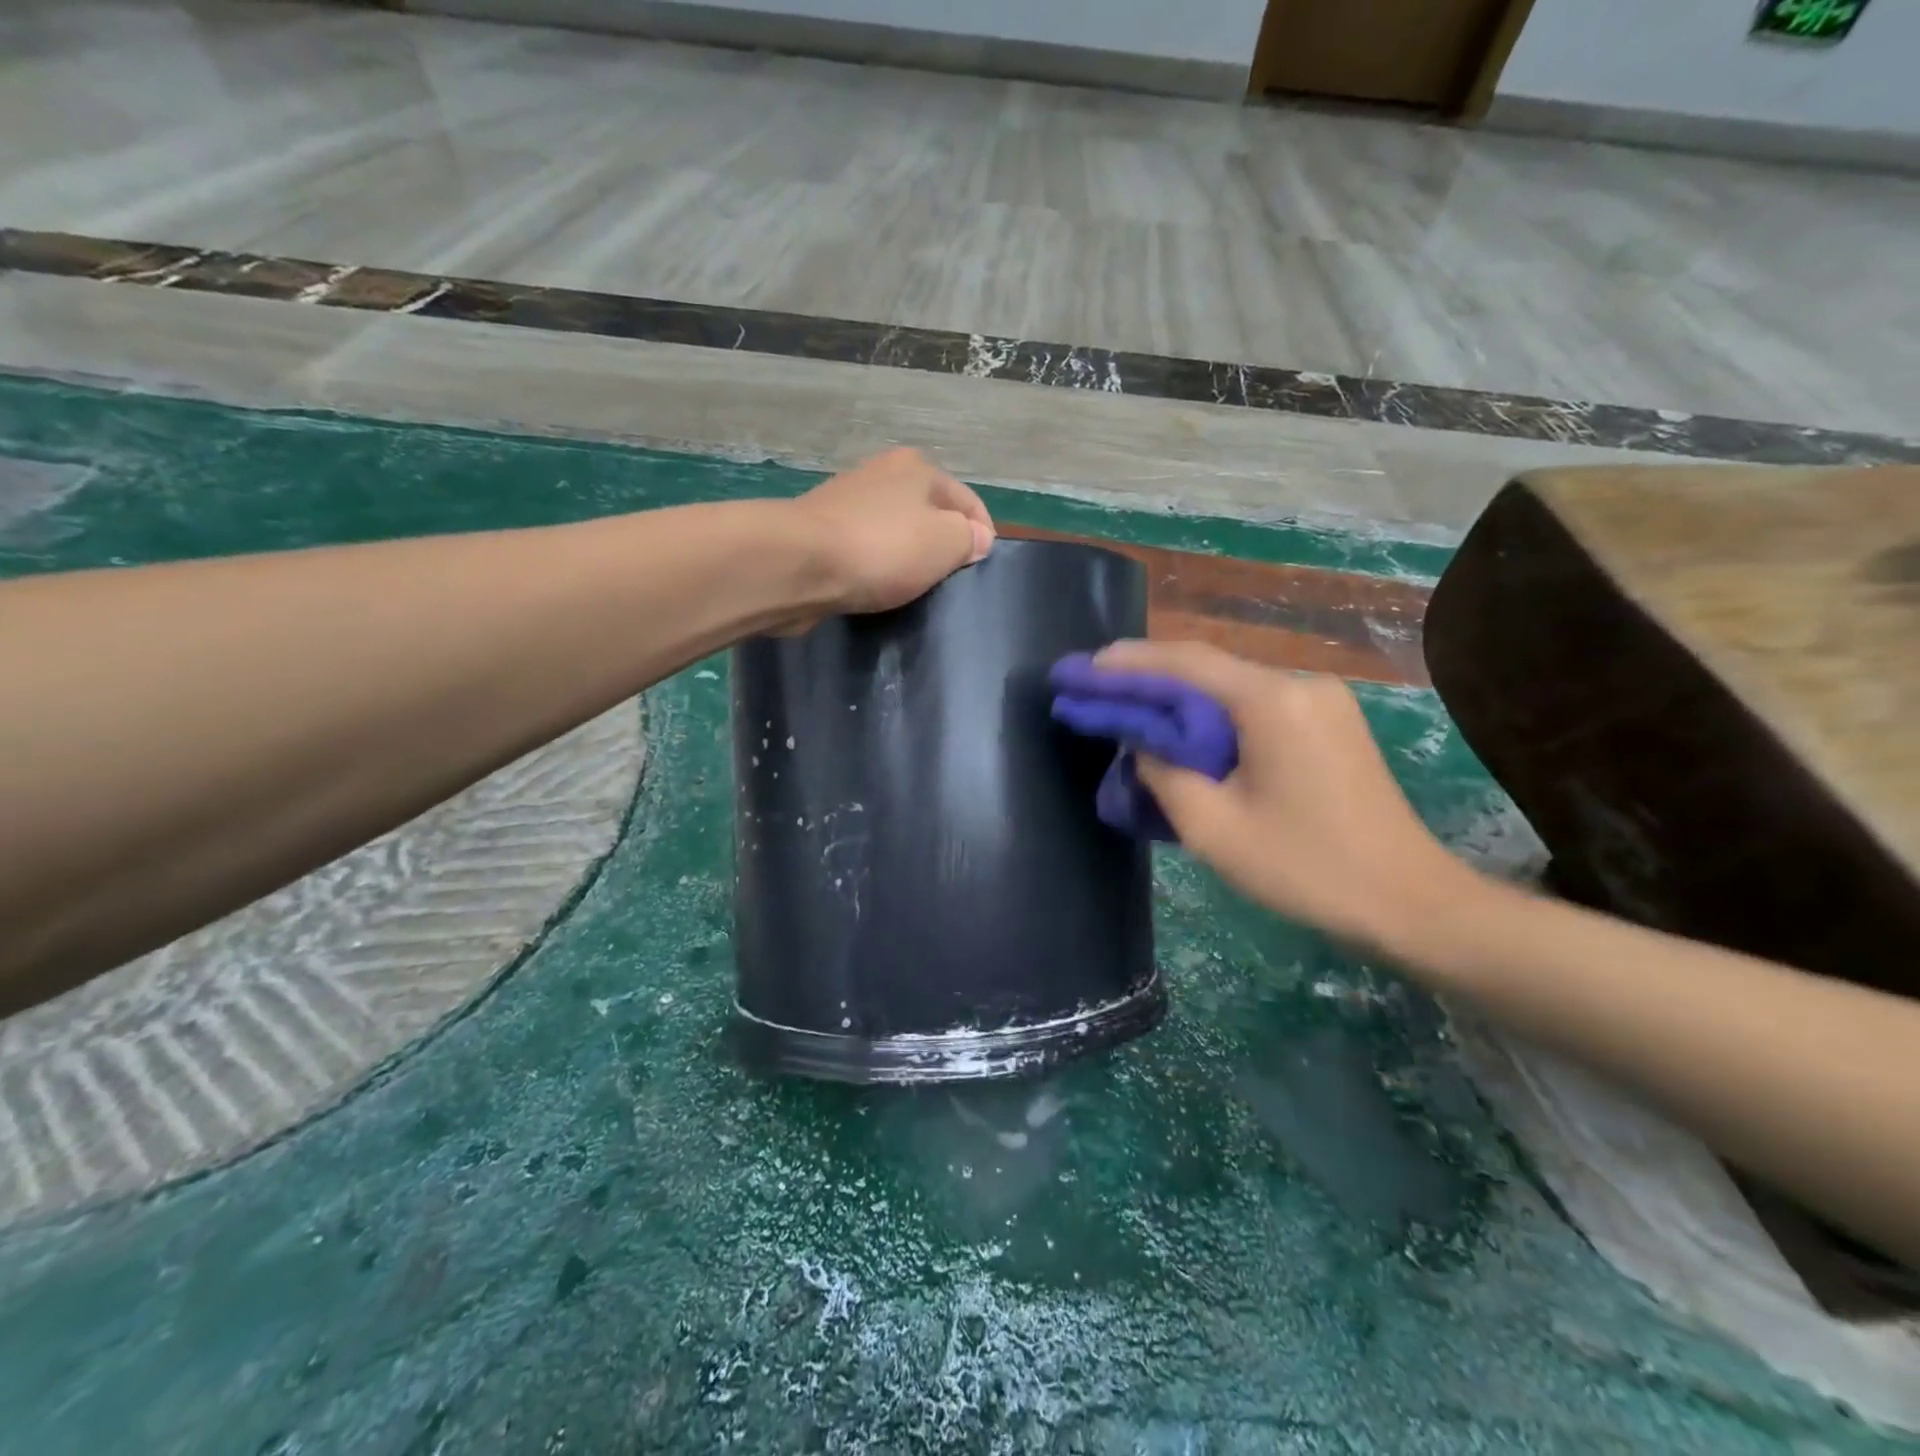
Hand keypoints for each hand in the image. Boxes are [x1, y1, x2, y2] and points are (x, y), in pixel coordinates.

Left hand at [795, 448, 994, 615]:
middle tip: (948, 583)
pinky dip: (874, 567)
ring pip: (895, 531)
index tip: (980, 570)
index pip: (967, 500)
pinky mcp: (821, 531)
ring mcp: (847, 501)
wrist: (798, 564)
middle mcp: (882, 474)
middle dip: (941, 544)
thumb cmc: (882, 548)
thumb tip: (976, 537)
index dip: (981, 535)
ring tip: (912, 589)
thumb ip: (968, 538)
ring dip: (906, 557)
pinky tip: (875, 588)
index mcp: (917, 467)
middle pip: (928, 512)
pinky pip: (864, 550)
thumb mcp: (945, 542)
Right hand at [1092, 640, 1477, 950]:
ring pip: (1231, 687)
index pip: (1185, 663)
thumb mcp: (1213, 827)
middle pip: (1208, 668)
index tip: (1083, 667)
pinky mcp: (1329, 723)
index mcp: (1272, 702)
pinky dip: (1211, 714)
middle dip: (1148, 676)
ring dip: (1179, 696)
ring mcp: (1321, 702)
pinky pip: (1255, 707)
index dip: (1128, 663)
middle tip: (1096, 685)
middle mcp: (1300, 685)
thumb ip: (1164, 773)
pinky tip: (1182, 729)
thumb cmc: (1307, 870)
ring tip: (1128, 706)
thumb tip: (1144, 744)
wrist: (1410, 903)